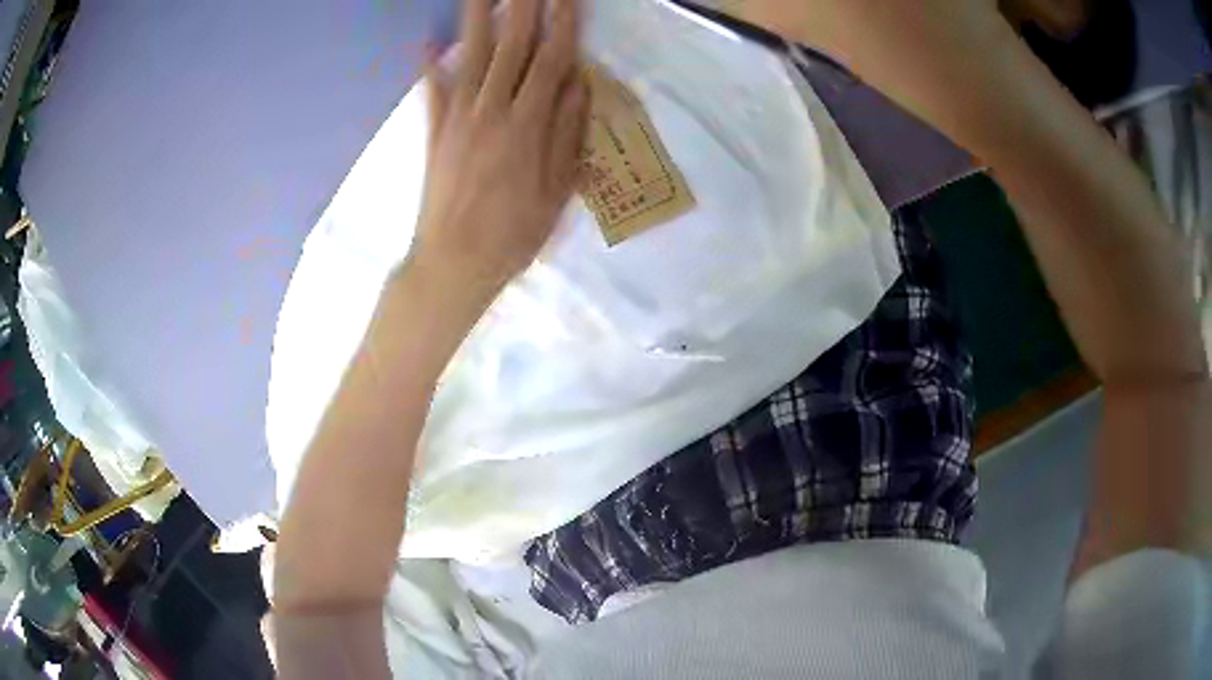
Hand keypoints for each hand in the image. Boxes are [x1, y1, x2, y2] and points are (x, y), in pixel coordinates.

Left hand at [411, 0, 589, 303]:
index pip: (551, 59)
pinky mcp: (434, 132)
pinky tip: (426, 38)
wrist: (453, 263)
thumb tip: (578, 82)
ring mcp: (458, 118)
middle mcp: (492, 110)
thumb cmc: (514, 234)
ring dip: (479, 17)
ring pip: (472, 55)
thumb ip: (568, 132)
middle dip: (523, 6)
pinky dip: (429, 64)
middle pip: (511, 46)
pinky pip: (431, 91)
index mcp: (528, 125)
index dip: (562, 23)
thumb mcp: (558, 190)